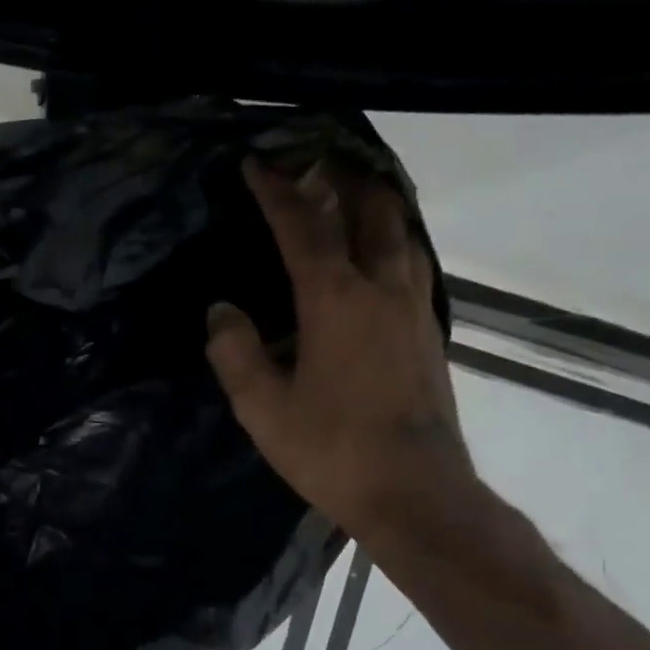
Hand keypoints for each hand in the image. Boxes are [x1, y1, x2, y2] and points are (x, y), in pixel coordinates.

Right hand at [206, 157, 477, 542]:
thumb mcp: (262, 407)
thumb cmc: (330, 450)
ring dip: (375, 201)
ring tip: (350, 189)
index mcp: (335, 300)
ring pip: (402, 231)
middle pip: (371, 209)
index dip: (277, 191)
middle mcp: (382, 288)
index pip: (303, 227)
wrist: (413, 492)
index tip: (256, 162)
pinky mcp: (428, 331)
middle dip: (342, 176)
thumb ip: (235, 352)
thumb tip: (222, 311)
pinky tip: (377, 252)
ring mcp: (414, 308)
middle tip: (314, 158)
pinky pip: (411, 261)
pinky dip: (391, 237)